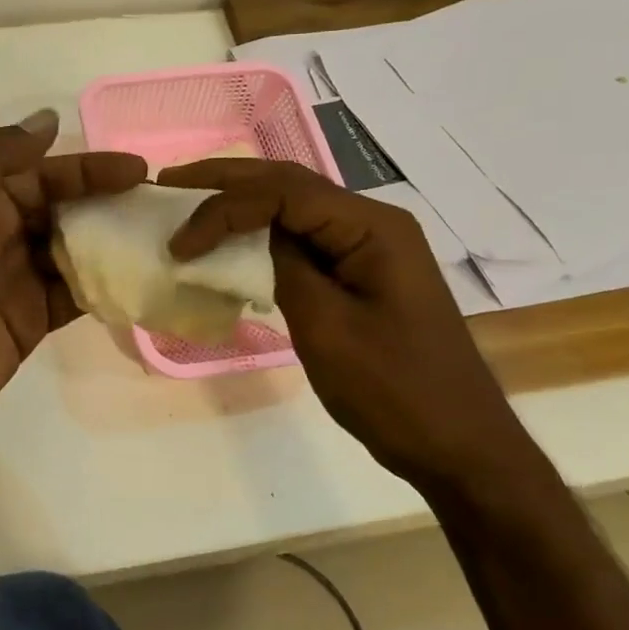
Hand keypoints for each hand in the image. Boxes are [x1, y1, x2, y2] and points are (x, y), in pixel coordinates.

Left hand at [0, 110, 145, 458]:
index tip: (135, 169)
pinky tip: (138, 277)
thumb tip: (47, 121)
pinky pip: (74, 294)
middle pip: (60, 208)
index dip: (85, 168)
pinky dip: (103, 285)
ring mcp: (16, 279)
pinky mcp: (31, 320)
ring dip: (109, 241)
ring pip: (72, 248)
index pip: (40, 173)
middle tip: (155, 204)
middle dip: (104, 201)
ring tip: (159, 237)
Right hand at [160, 158, 542, 490]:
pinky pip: (304, 241)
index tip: (180, 243)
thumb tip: (247, 234)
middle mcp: (373, 223)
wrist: (459, 447)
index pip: (283, 192)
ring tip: (189, 204)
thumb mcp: (327, 328)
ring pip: (294, 208)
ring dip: (241, 204)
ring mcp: (369, 248)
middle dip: (226, 182)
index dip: (223, 207)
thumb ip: (284, 267)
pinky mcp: (361, 273)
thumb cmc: (394, 391)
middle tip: (169, 184)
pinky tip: (230, 243)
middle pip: (288, 185)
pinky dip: (261, 236)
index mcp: (372, 227)